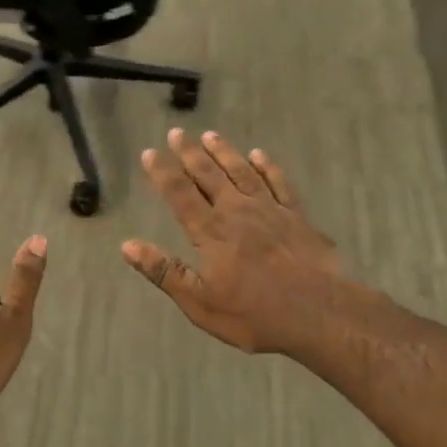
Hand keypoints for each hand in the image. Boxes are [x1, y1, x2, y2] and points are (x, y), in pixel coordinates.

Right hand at [122, 130, 344, 355]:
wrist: (318, 313)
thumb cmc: (254, 314)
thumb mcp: (200, 303)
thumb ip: (165, 272)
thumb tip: (128, 246)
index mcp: (211, 232)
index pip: (180, 194)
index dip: (162, 172)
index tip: (149, 152)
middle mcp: (237, 211)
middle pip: (209, 175)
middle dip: (190, 153)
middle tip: (177, 132)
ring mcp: (270, 210)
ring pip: (242, 172)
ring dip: (225, 152)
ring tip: (210, 135)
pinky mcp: (297, 216)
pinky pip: (279, 183)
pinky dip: (268, 167)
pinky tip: (260, 155)